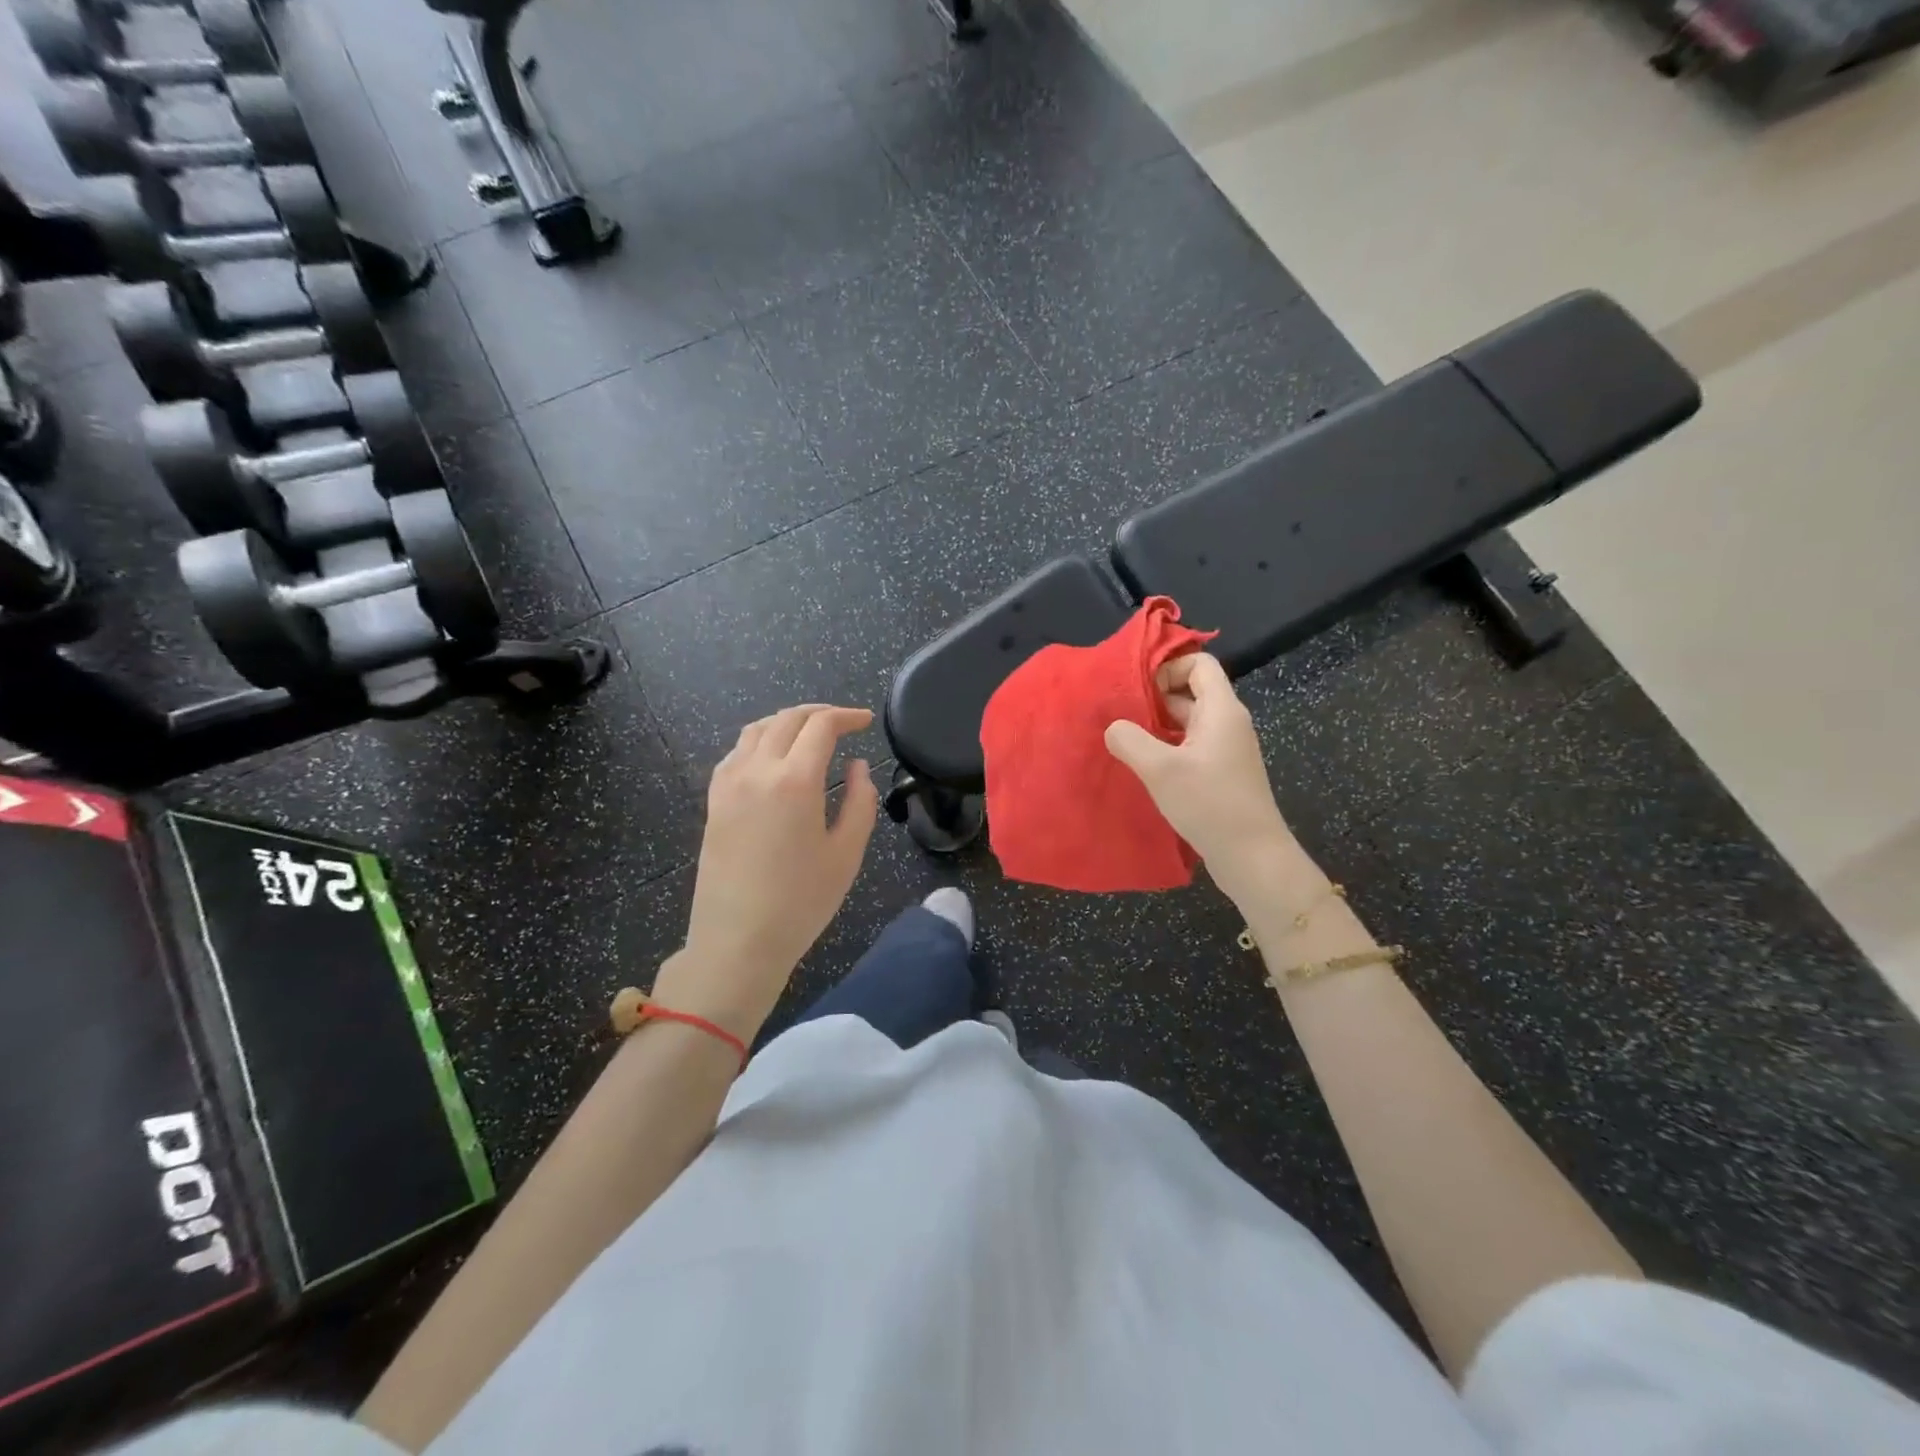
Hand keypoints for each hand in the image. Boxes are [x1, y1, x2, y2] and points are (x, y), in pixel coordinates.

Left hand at [653, 704, 877, 1041]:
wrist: (737, 941)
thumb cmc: (801, 902)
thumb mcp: (847, 854)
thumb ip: (860, 802)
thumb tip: (858, 767)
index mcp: (795, 780)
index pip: (821, 726)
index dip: (847, 717)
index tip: (866, 721)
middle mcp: (757, 770)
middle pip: (787, 719)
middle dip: (819, 713)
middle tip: (844, 723)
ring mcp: (729, 784)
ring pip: (757, 730)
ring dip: (787, 722)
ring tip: (810, 733)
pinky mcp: (714, 801)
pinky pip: (736, 753)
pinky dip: (760, 741)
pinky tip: (772, 758)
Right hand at [1104, 654, 1295, 905]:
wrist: (1252, 856)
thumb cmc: (1209, 804)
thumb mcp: (1160, 769)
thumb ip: (1129, 740)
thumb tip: (1113, 727)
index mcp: (1221, 709)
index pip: (1199, 663)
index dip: (1168, 666)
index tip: (1135, 686)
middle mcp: (1227, 722)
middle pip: (1191, 690)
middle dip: (1154, 696)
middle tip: (1118, 711)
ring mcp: (1226, 749)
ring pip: (1188, 720)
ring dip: (1157, 724)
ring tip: (1123, 737)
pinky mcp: (1221, 772)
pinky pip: (1190, 745)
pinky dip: (1166, 746)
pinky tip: (1142, 764)